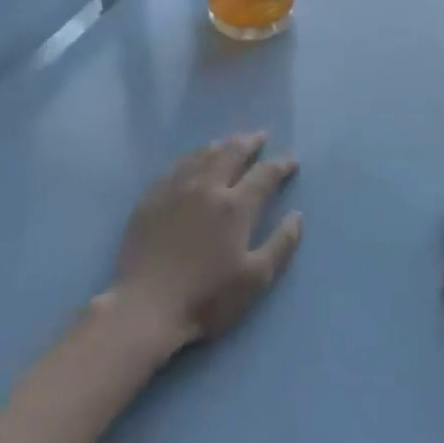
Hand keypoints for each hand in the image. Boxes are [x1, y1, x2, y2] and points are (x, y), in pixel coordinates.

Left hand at [107, 134, 302, 353]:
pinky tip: (192, 161)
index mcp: (235, 206)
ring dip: (221, 146)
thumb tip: (297, 216)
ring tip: (229, 142)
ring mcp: (175, 189)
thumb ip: (281, 244)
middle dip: (250, 142)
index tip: (292, 160)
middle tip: (261, 136)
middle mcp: (207, 187)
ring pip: (202, 155)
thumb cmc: (206, 297)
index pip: (264, 174)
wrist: (146, 307)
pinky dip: (192, 158)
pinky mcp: (151, 198)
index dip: (280, 164)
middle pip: (232, 153)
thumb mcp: (255, 278)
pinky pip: (176, 167)